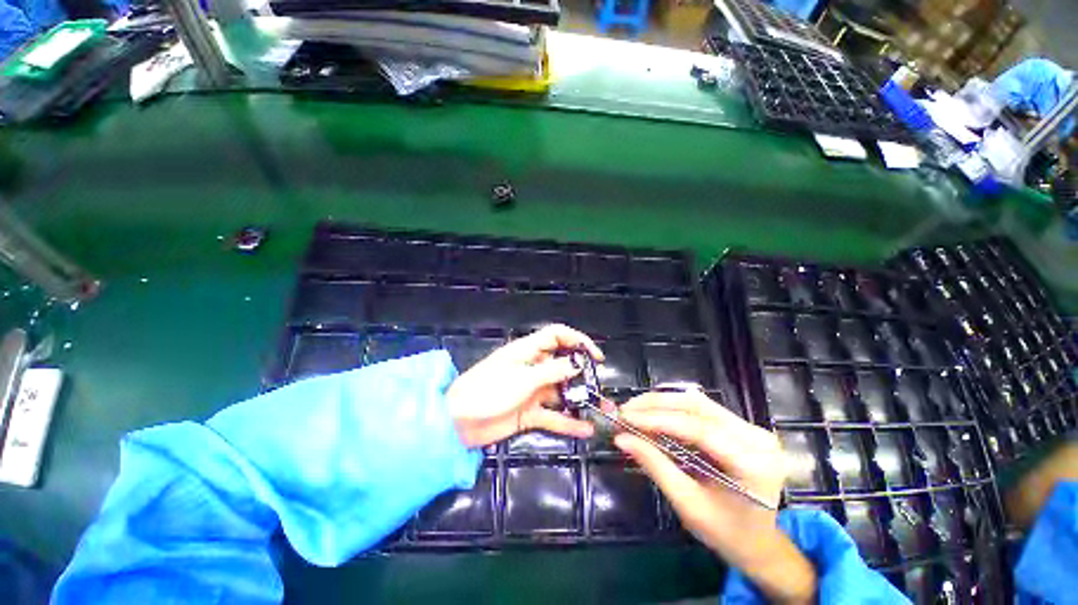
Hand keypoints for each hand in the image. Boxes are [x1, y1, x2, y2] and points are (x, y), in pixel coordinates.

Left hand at [447, 324, 603, 447]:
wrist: (458, 423)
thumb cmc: (488, 391)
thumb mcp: (522, 378)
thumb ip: (552, 371)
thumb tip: (578, 363)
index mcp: (528, 351)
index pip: (556, 336)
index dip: (577, 340)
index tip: (596, 356)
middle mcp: (533, 368)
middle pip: (562, 364)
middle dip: (581, 373)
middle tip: (598, 385)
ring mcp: (532, 391)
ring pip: (561, 392)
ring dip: (579, 399)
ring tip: (599, 408)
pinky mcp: (530, 413)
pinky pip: (553, 416)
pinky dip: (568, 422)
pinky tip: (585, 429)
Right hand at [614, 391, 815, 603]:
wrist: (759, 541)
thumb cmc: (726, 533)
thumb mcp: (688, 504)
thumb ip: (655, 465)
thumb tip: (621, 438)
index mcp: (753, 464)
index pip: (698, 429)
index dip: (657, 419)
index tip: (625, 417)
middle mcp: (757, 438)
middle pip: (697, 407)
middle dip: (655, 405)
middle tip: (624, 410)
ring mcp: (751, 428)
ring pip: (697, 403)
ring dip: (661, 403)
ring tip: (633, 410)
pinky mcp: (740, 426)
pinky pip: (700, 409)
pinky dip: (672, 409)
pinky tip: (652, 413)